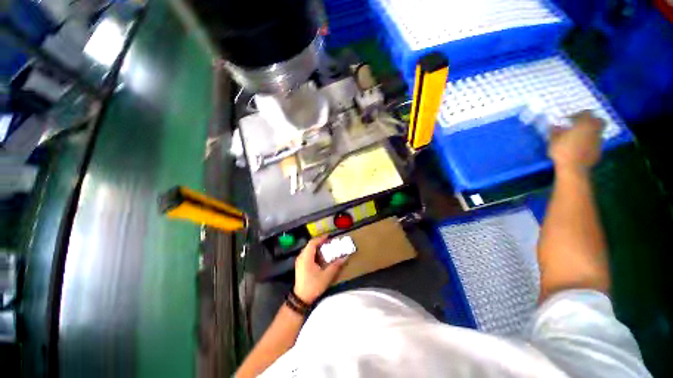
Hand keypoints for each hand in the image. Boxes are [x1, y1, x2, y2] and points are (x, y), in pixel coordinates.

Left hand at [293, 236, 347, 304]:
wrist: (301, 298)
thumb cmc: (313, 286)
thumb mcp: (326, 276)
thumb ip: (336, 265)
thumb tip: (345, 257)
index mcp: (306, 257)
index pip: (313, 243)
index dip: (321, 238)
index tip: (329, 236)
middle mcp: (301, 257)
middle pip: (310, 245)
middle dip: (319, 241)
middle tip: (329, 241)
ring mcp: (299, 261)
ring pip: (308, 249)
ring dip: (316, 246)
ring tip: (326, 246)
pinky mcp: (300, 265)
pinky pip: (307, 253)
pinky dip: (314, 251)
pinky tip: (320, 255)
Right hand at [549, 111, 603, 173]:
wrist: (573, 168)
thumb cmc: (562, 151)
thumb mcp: (553, 140)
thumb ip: (555, 131)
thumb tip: (554, 126)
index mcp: (585, 124)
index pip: (586, 112)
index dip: (577, 114)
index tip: (568, 120)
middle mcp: (595, 129)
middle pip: (598, 120)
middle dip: (591, 121)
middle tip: (581, 125)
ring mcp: (598, 141)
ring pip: (598, 132)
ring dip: (591, 132)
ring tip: (580, 137)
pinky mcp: (599, 151)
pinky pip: (596, 143)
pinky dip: (590, 143)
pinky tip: (581, 148)